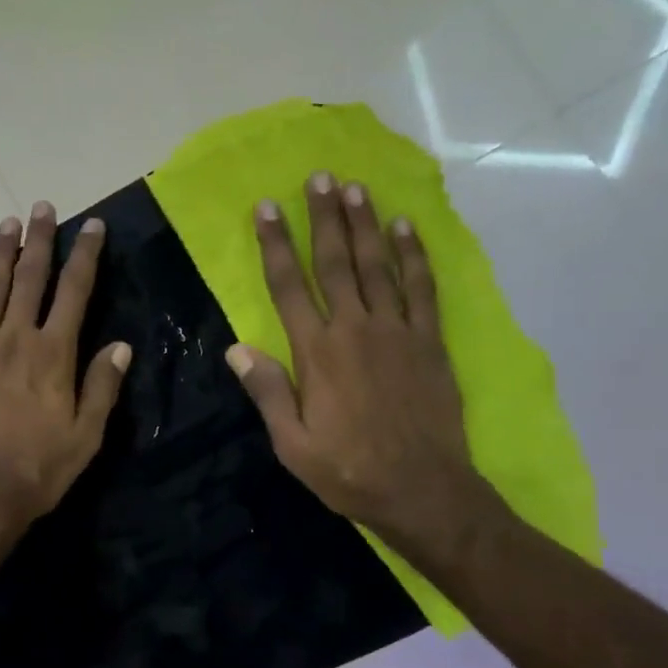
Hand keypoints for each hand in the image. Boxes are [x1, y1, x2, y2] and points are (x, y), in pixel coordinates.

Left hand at [0, 203, 131, 549]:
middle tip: (43, 207)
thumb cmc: (38, 469)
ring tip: (9, 224)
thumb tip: (122, 346)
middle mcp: (15, 338)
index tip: (92, 226)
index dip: (86, 255)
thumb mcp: (87, 435)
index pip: (75, 291)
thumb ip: (103, 386)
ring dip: (0, 254)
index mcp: (54, 353)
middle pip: (30, 278)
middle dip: (40, 240)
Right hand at [227, 172, 485, 559]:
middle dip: (324, 218)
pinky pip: (421, 288)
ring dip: (365, 225)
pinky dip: (414, 256)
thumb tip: (237, 348)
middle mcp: (355, 330)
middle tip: (320, 177)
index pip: (289, 286)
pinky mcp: (430, 342)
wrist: (422, 490)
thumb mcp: (292, 444)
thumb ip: (267, 392)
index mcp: (317, 354)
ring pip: (378, 266)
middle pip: (336, 263)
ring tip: (356, 188)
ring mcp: (398, 332)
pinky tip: (406, 228)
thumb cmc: (348, 471)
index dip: (276, 244)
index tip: (267, 208)